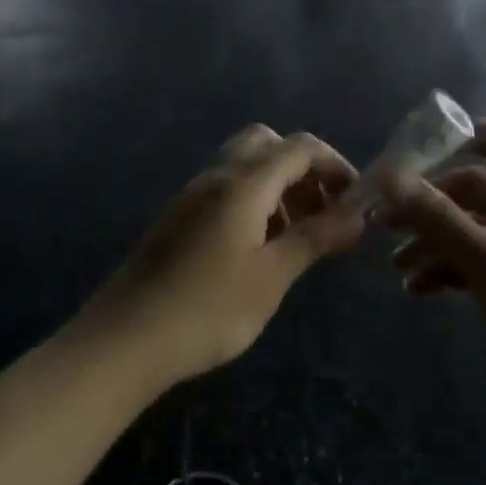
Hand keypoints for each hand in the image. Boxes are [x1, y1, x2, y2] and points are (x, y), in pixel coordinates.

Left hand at [81, 126, 365, 387]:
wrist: (126, 339)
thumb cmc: (208, 308)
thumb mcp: (271, 275)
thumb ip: (315, 237)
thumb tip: (358, 213)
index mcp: (242, 184)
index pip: (299, 147)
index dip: (334, 165)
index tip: (355, 202)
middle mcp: (215, 178)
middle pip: (266, 145)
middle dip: (302, 169)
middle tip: (321, 211)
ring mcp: (190, 198)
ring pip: (243, 168)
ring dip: (277, 187)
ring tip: (296, 236)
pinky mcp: (177, 220)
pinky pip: (223, 192)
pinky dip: (252, 203)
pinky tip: (258, 249)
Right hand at [381, 122, 485, 450]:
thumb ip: (440, 219)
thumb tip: (390, 177)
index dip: (457, 138)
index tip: (408, 157)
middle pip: (475, 192)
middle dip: (430, 204)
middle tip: (383, 225)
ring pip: (475, 232)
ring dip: (435, 243)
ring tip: (398, 270)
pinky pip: (483, 266)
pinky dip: (452, 272)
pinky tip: (422, 291)